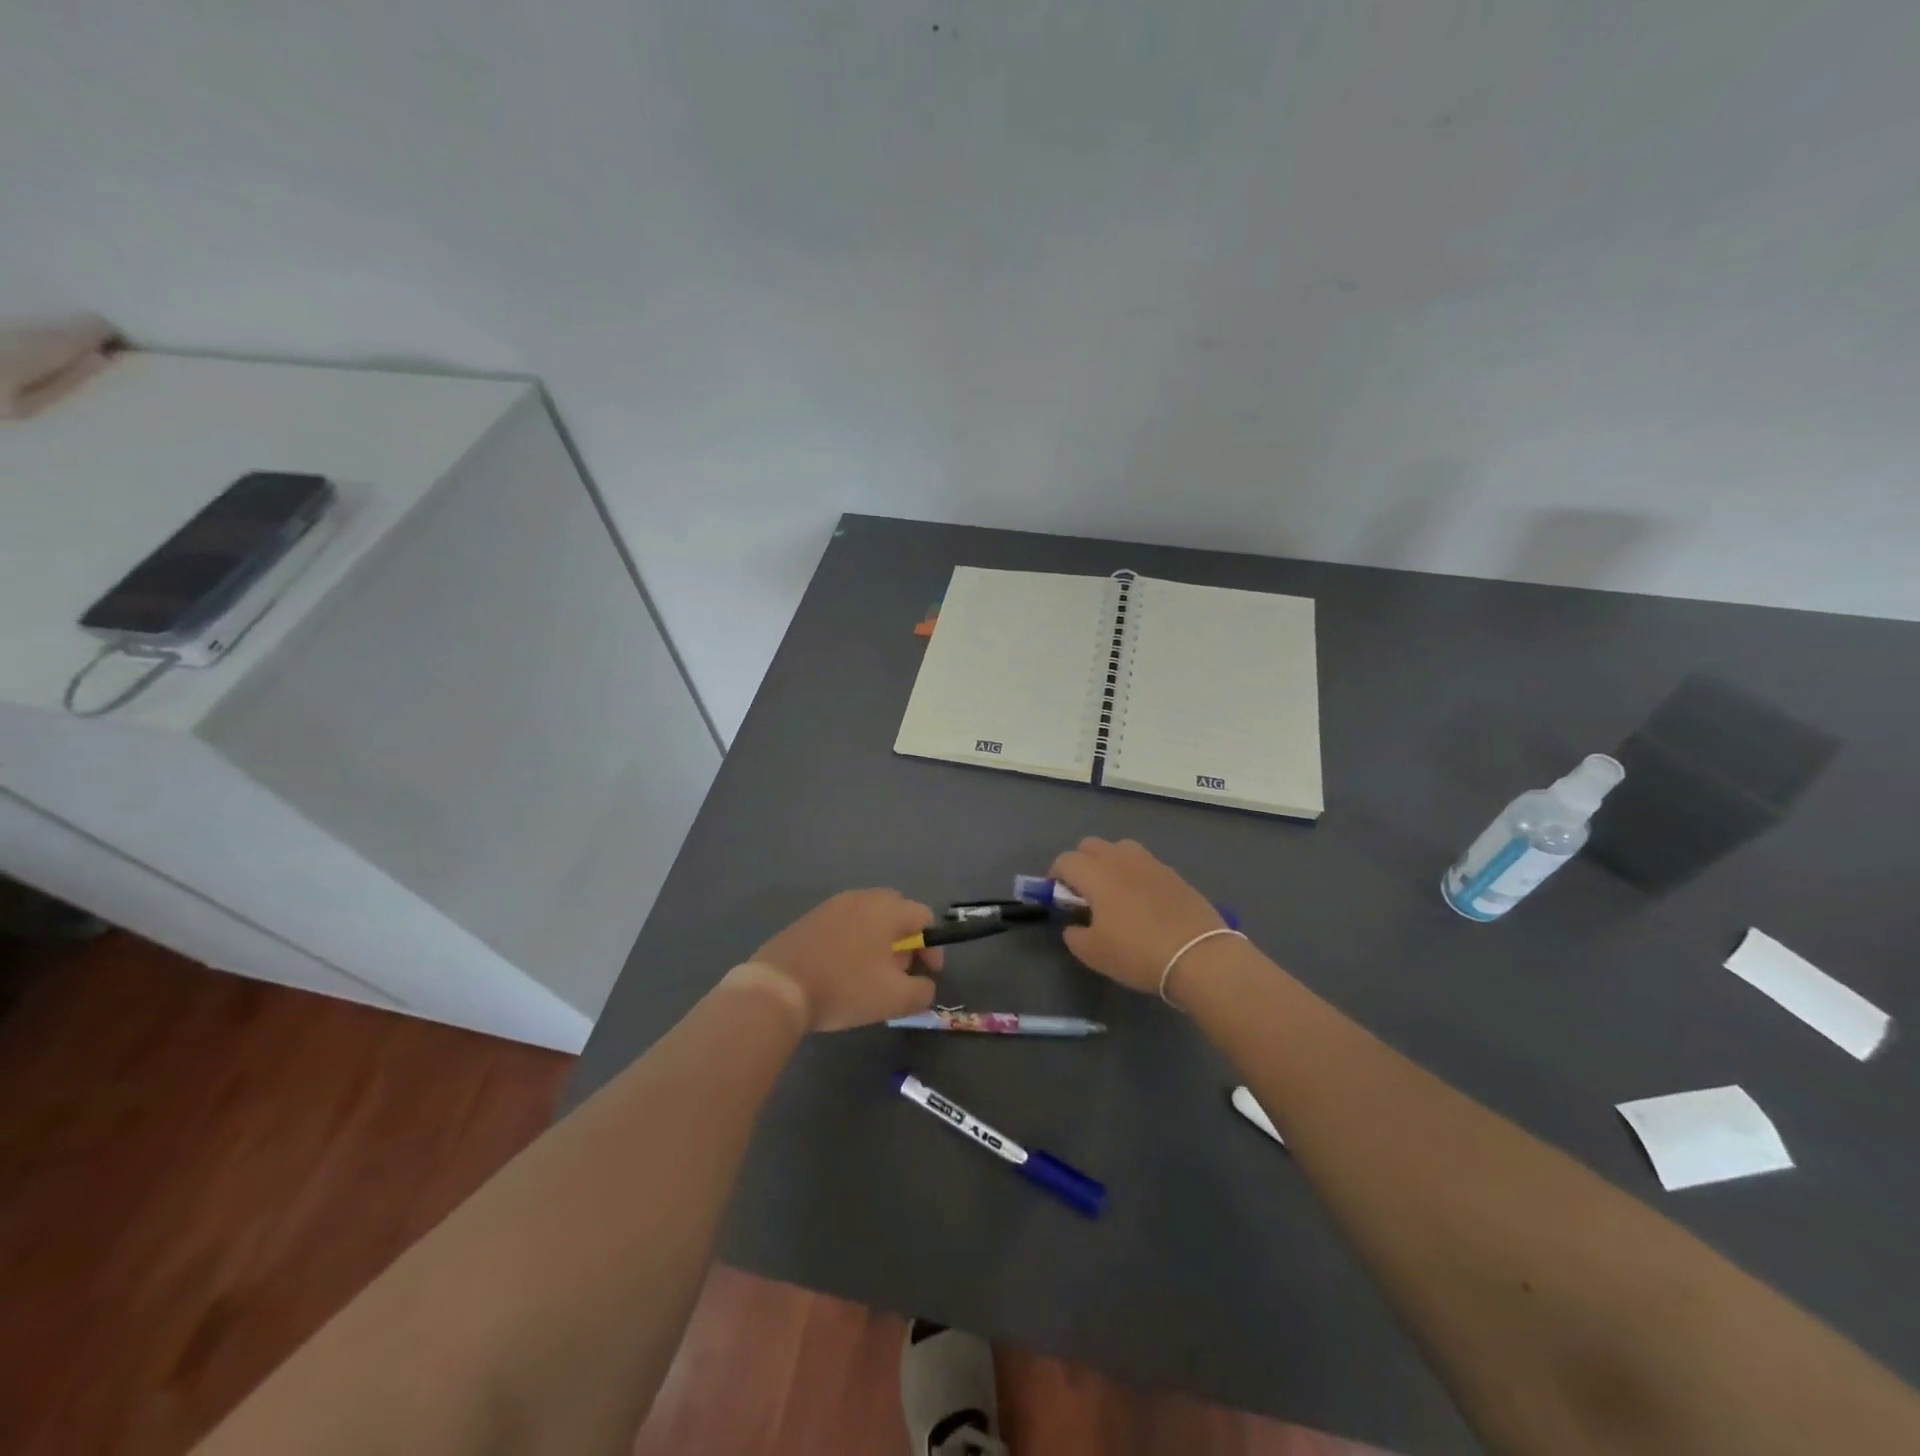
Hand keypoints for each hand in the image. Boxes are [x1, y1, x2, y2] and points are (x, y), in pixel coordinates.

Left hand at [750, 890, 944, 1031]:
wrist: (778, 987)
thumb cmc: (844, 987)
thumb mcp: (895, 999)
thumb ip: (922, 990)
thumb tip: (924, 984)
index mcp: (887, 908)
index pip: (925, 916)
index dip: (932, 946)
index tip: (927, 974)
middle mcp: (862, 897)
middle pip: (896, 913)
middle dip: (904, 943)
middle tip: (897, 973)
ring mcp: (832, 905)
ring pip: (869, 919)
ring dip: (878, 943)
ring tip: (869, 976)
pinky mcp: (810, 918)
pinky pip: (844, 925)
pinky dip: (852, 943)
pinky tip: (841, 971)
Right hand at [1049, 838, 1225, 993]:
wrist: (1198, 955)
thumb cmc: (1137, 952)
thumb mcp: (1093, 953)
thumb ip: (1074, 935)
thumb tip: (1074, 926)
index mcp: (1096, 873)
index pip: (1065, 861)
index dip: (1055, 877)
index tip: (1059, 898)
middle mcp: (1120, 859)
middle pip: (1090, 845)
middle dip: (1081, 863)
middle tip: (1084, 893)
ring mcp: (1150, 863)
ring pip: (1120, 849)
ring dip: (1110, 863)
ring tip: (1115, 893)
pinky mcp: (1173, 873)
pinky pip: (1145, 864)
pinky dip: (1136, 875)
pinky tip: (1144, 902)